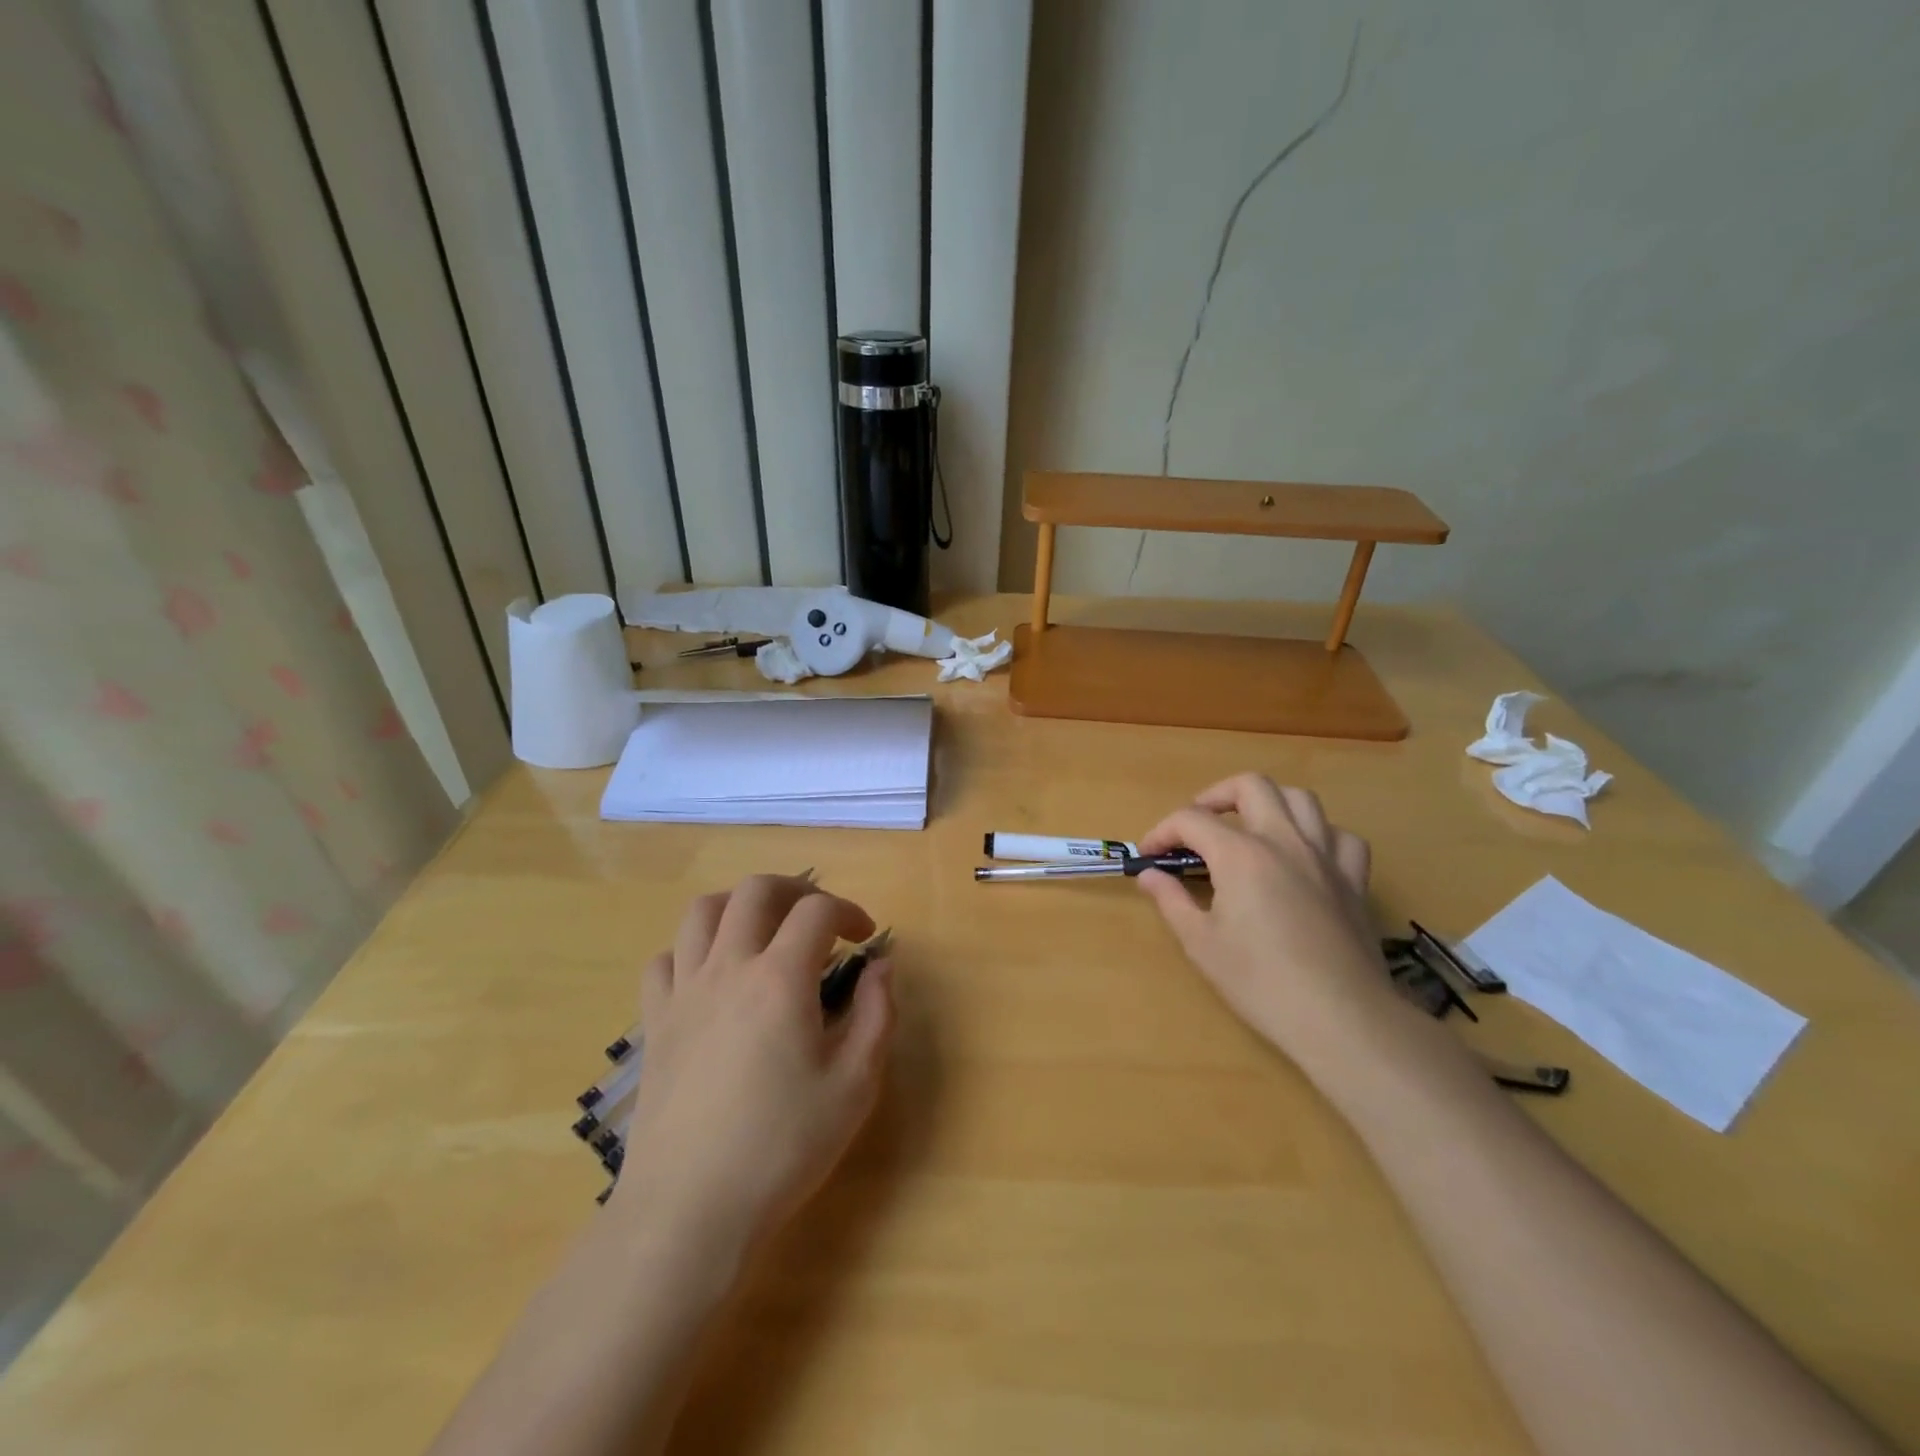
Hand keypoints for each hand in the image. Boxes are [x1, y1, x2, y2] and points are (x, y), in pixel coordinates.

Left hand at [612, 875, 894, 1258]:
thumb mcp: (855, 1085)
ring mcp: (683, 993)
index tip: (865, 939)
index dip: (849, 911)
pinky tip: (711, 975)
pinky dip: (691, 950)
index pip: (817, 911)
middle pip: (756, 890)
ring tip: (764, 929)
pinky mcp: (654, 1024)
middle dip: (796, 889)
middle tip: (819, 918)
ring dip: (739, 905)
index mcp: (780, 979)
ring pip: (702, 911)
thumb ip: (877, 1014)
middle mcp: (728, 968)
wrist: (689, 1210)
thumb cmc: (783, 1147)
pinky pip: (664, 960)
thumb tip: (881, 965)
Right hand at [1134, 775, 1397, 1070]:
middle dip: (1215, 796)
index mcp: (1241, 854)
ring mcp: (1325, 857)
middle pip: (1250, 786)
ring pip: (1301, 799)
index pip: (1190, 820)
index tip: (1148, 856)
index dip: (1162, 832)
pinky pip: (1340, 837)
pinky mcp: (1354, 881)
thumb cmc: (1260, 982)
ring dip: (1269, 803)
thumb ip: (1171, 901)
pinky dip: (1318, 835)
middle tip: (1198, 825)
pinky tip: (1305, 856)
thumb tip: (1151, 876)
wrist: (1340, 1018)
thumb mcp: (1201, 943)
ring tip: (1250, 828)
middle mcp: (1284, 841)